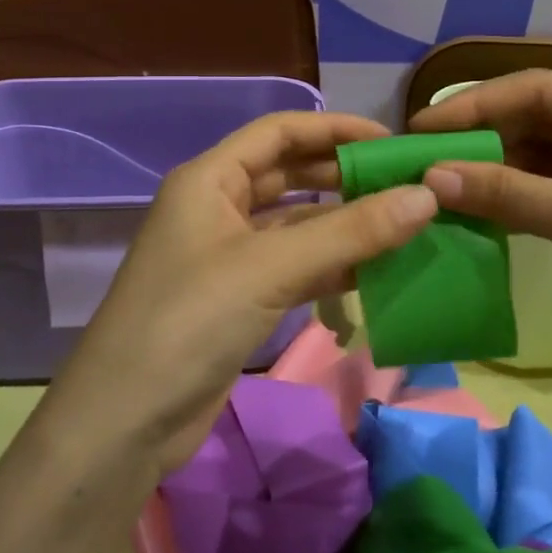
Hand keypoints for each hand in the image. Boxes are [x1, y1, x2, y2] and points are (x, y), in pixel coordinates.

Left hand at [42, 111, 438, 477]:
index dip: (334, 129)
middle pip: (289, 174)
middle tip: (406, 184)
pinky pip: (294, 266)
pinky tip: (375, 270)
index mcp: (210, 179)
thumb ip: (350, 232)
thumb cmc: (189, 321)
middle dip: (344, 175)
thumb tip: (426, 196)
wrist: (125, 423)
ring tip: (403, 225)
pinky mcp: (238, 298)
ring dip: (343, 224)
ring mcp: (227, 255)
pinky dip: (331, 265)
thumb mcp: (270, 268)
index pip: (279, 132)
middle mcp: (217, 207)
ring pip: (296, 224)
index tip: (391, 143)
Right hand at [410, 71, 551, 406]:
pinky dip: (509, 202)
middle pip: (535, 123)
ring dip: (490, 172)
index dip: (477, 105)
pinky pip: (544, 196)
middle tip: (419, 161)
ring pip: (536, 161)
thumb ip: (512, 196)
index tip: (421, 129)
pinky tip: (472, 212)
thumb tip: (430, 176)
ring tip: (435, 187)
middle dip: (479, 139)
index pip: (540, 92)